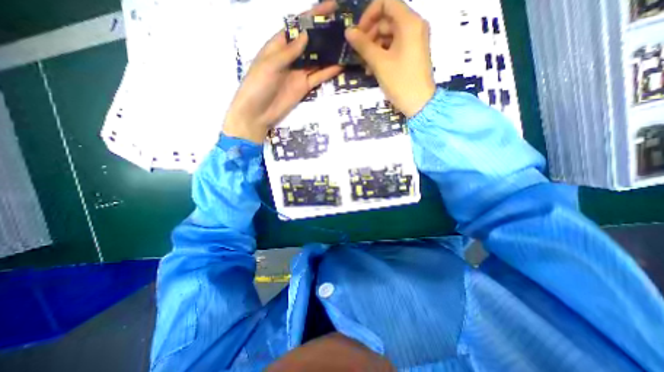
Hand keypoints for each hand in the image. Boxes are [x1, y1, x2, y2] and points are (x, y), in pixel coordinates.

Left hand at [223, 0, 340, 143]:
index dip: (313, 16)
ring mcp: (299, 72)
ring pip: (317, 59)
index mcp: (279, 45)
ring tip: (346, 44)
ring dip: (330, 53)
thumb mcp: (270, 64)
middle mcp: (291, 57)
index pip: (298, 26)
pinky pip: (318, 77)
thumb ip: (288, 52)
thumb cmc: (258, 85)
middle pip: (310, 42)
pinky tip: (340, 65)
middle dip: (325, 34)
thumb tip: (306, 35)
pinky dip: (328, 72)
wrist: (258, 113)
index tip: (331, 6)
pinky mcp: (304, 86)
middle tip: (343, 27)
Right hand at [348, 0, 436, 115]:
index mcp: (409, 22)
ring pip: (389, 35)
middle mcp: (414, 26)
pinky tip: (373, 69)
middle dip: (370, 35)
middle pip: (387, 20)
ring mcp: (414, 40)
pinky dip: (383, 54)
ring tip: (366, 66)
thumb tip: (348, 32)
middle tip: (359, 54)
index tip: (358, 33)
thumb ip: (363, 45)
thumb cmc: (400, 81)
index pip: (386, 3)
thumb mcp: (379, 63)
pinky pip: (394, 46)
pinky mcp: (412, 53)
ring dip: (374, 48)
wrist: (419, 103)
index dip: (369, 15)